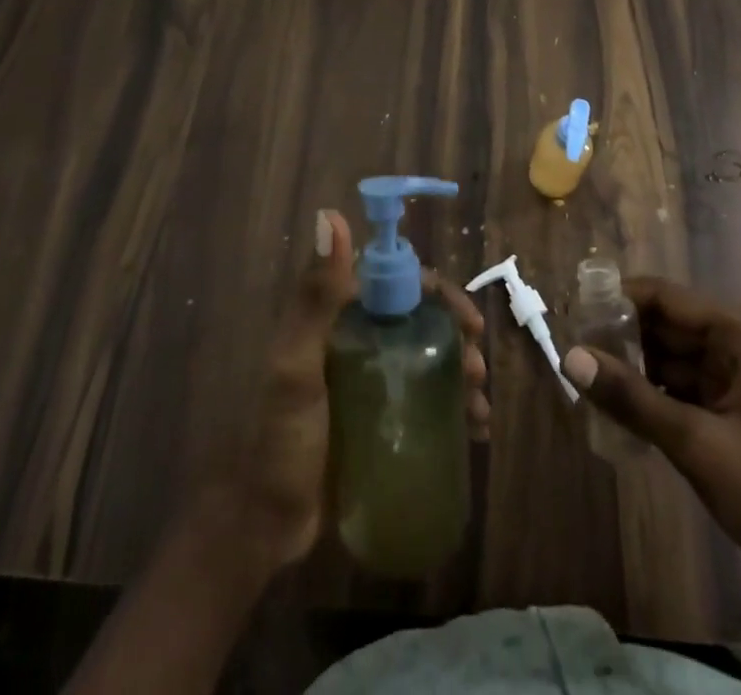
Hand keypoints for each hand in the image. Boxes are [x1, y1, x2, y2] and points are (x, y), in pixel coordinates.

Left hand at [219, 209, 489, 571]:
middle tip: (478, 372)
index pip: (399, 284)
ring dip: (461, 373)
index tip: (469, 322)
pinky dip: (453, 407)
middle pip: (421, 321)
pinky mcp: (378, 419)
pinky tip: (473, 431)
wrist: (261, 526)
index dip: (440, 295)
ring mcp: (368, 380)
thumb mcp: (296, 366)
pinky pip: (424, 399)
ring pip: (428, 359)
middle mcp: (356, 339)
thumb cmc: (278, 439)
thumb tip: (330, 214)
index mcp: (337, 316)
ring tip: (479, 410)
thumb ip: (315, 296)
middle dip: (457, 338)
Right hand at [561, 277, 740, 567]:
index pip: (660, 296)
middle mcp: (740, 344)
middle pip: (665, 326)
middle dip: (620, 341)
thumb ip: (631, 398)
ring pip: (674, 361)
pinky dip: (658, 401)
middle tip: (571, 359)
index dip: (613, 301)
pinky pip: (689, 392)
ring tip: (587, 388)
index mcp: (738, 332)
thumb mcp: (698, 445)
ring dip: (636, 374)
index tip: (568, 316)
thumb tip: (569, 356)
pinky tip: (624, 419)